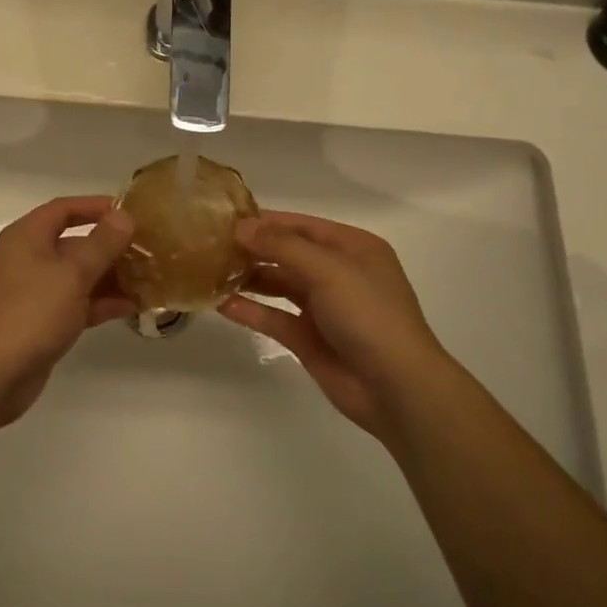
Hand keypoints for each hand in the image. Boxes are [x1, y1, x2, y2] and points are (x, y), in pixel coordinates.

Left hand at [0, 195, 135, 423]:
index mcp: (28, 237)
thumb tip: (124, 216)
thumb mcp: (72, 274)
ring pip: (78, 276)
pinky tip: (132, 307)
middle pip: (74, 243)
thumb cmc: (31, 312)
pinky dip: (100, 303)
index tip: (129, 212)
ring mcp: (35, 292)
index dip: (96, 206)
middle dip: (110, 246)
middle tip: (148, 250)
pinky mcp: (42, 322)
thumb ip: (101, 244)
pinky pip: (76, 303)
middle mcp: (29, 258)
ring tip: (148, 279)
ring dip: (110, 276)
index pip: (64, 209)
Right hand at [218, 212, 444, 440]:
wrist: (396, 388)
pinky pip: (274, 317)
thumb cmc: (369, 315)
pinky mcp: (309, 338)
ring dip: (249, 278)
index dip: (265, 221)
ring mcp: (323, 307)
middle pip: (287, 253)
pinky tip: (222, 304)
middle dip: (253, 249)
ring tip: (210, 271)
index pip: (301, 225)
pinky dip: (250, 310)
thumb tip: (241, 226)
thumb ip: (282, 246)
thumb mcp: (328, 270)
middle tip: (210, 245)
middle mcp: (338, 273)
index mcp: (352, 248)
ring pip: (279, 284)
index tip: (225, 219)